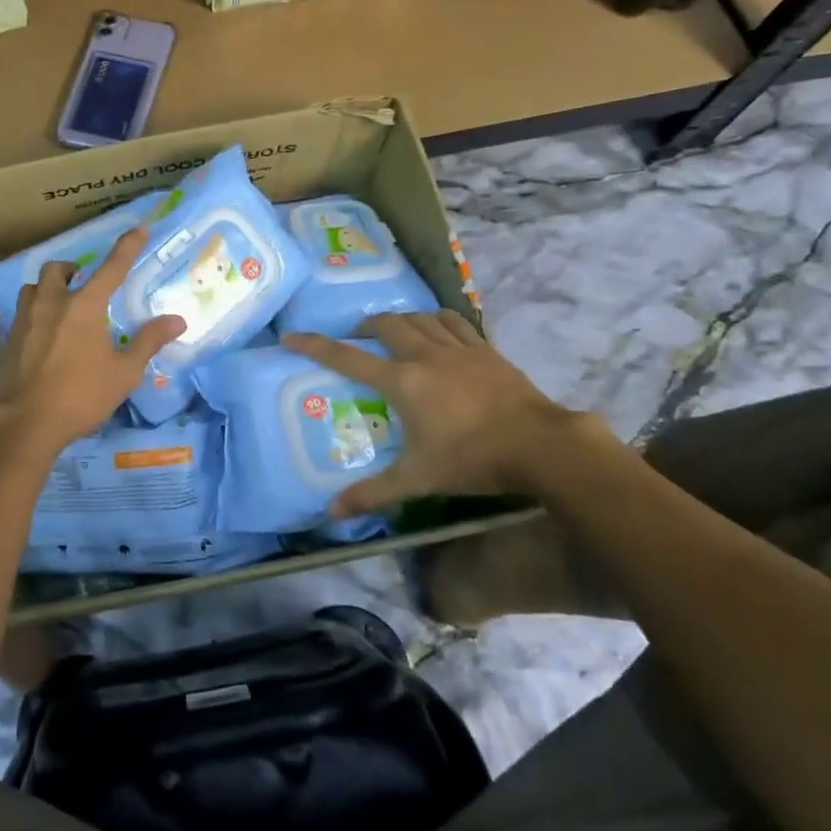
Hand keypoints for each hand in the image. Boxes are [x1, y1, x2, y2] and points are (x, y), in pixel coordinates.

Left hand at [0, 228, 184, 457]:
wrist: (25, 422)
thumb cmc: (81, 395)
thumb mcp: (124, 372)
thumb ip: (148, 341)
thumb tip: (177, 319)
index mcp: (84, 306)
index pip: (112, 268)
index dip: (127, 247)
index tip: (139, 229)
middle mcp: (52, 303)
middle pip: (58, 270)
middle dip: (73, 270)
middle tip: (84, 283)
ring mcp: (26, 320)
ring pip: (33, 288)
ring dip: (48, 288)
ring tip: (60, 304)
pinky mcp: (8, 339)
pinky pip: (22, 312)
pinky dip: (35, 312)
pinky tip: (44, 334)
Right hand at [282, 311, 586, 516]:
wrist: (540, 445)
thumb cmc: (472, 460)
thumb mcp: (417, 479)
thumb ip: (373, 493)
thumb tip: (331, 513)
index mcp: (402, 381)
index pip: (347, 358)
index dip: (315, 345)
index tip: (290, 336)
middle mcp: (425, 355)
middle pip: (386, 324)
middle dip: (365, 327)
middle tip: (357, 339)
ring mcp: (459, 349)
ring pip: (420, 317)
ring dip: (402, 320)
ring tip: (397, 333)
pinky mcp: (486, 350)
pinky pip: (456, 322)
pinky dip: (439, 320)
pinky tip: (440, 332)